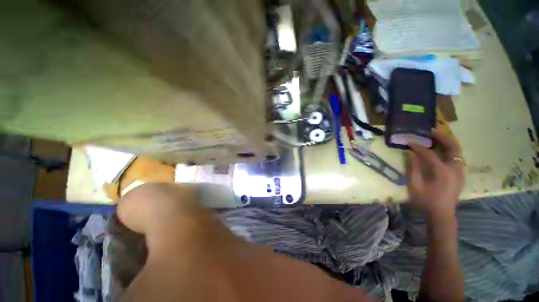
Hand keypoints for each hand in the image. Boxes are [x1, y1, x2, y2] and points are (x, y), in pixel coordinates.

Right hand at [406, 129, 464, 217]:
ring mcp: (460, 171)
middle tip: (430, 131)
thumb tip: (409, 154)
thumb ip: (413, 168)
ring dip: (447, 141)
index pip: (429, 153)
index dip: (417, 146)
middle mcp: (454, 169)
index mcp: (442, 173)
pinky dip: (449, 149)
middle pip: (452, 147)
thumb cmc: (426, 201)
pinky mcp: (460, 174)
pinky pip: (456, 157)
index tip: (408, 141)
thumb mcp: (415, 186)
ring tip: (436, 137)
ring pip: (457, 150)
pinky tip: (441, 149)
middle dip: (442, 136)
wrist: (442, 214)